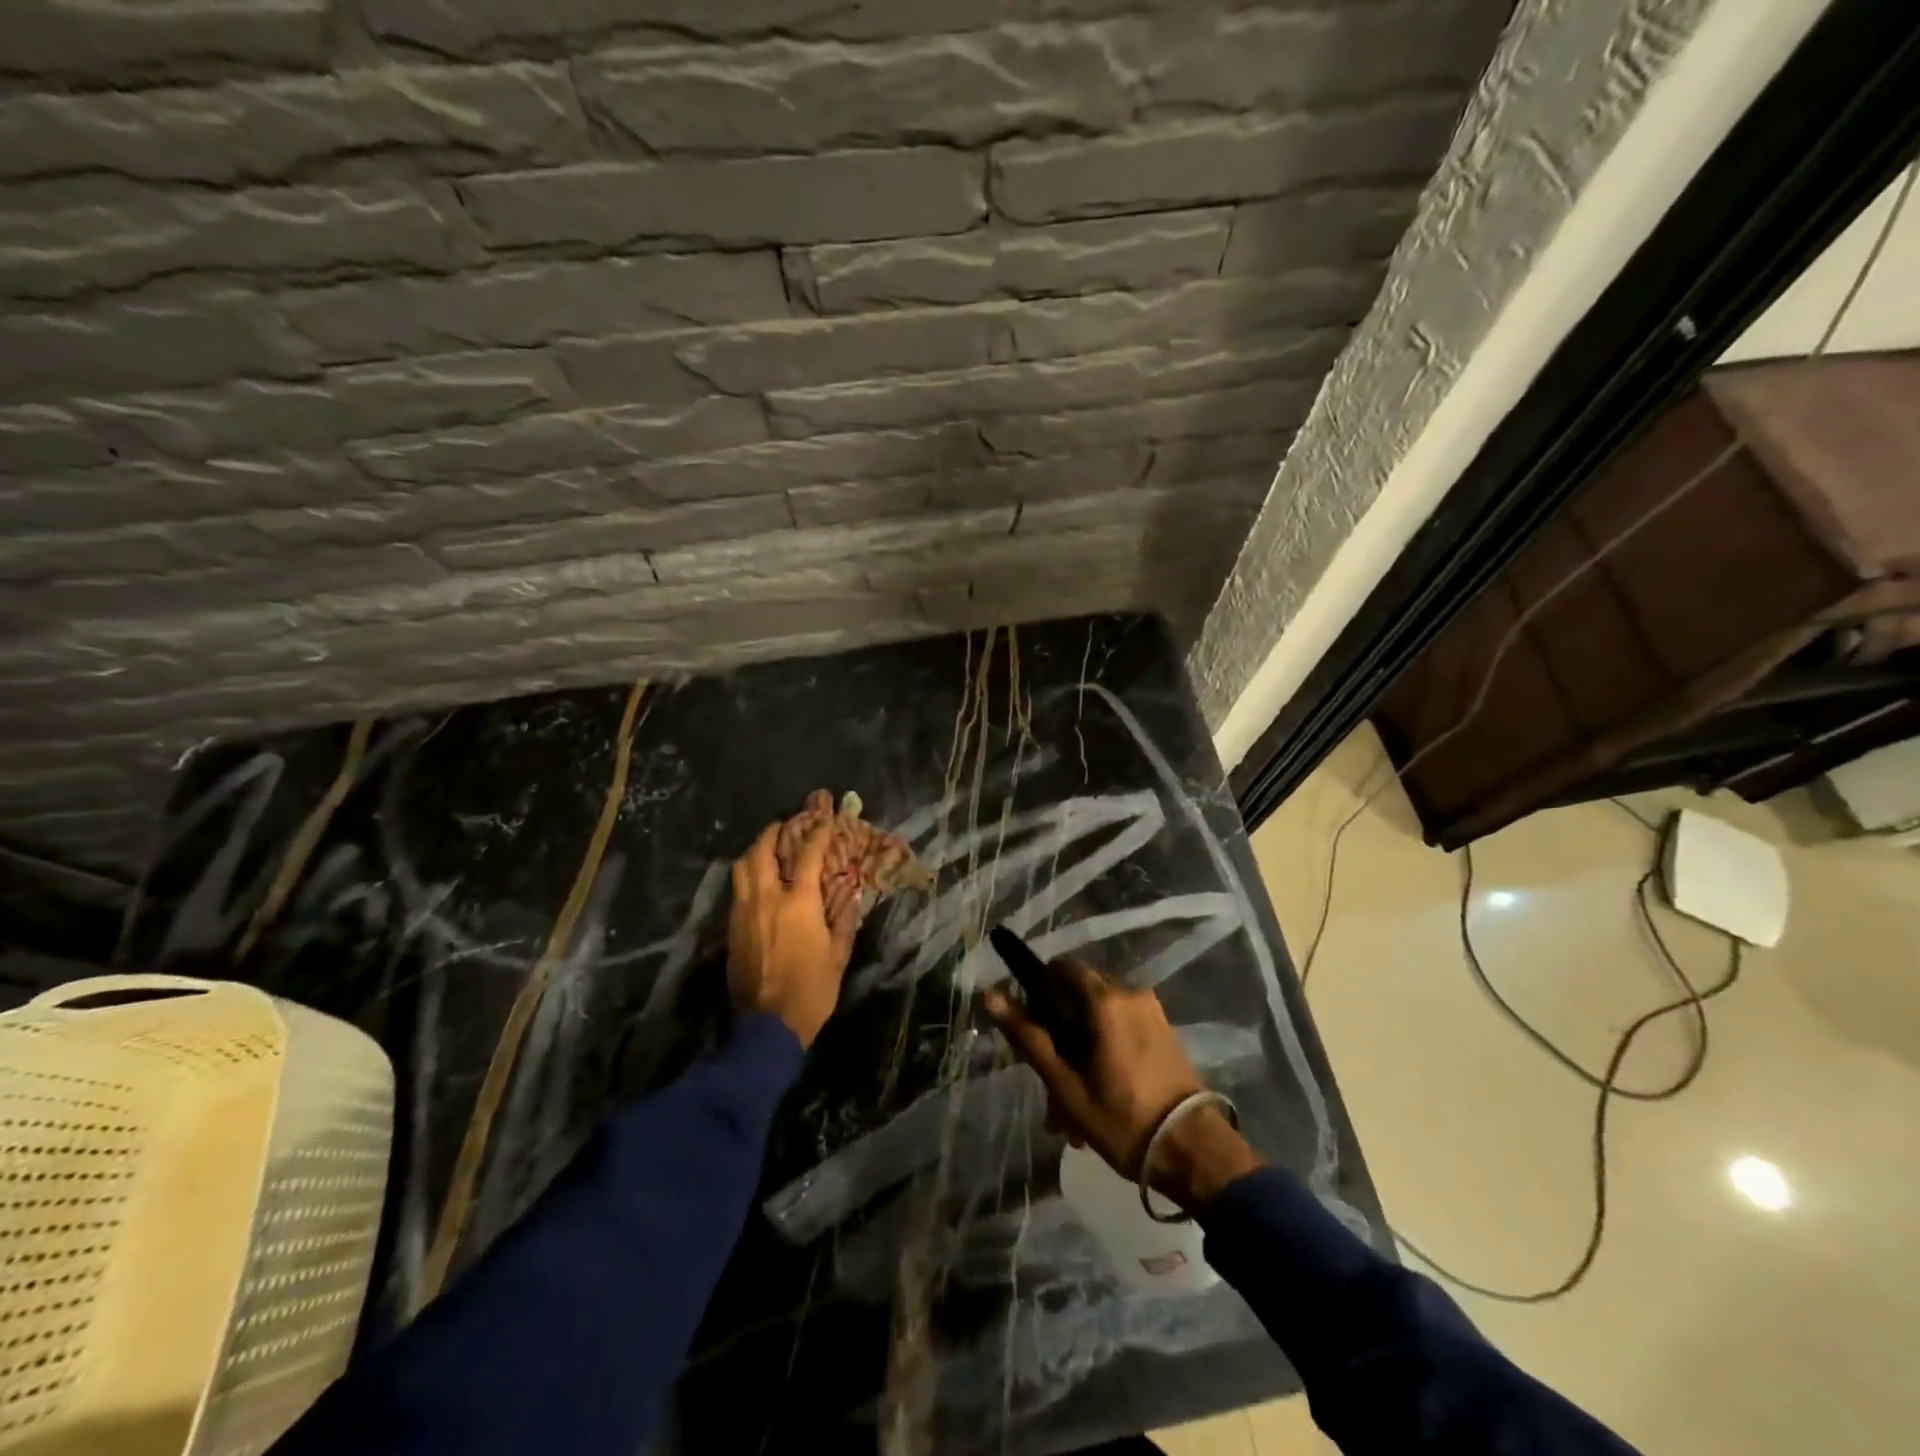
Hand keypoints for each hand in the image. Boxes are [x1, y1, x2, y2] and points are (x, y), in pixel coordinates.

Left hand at [728, 818, 861, 1047]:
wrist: (768, 1026)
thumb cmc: (812, 990)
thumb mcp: (838, 956)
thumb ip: (844, 920)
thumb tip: (852, 894)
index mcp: (799, 902)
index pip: (808, 855)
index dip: (817, 832)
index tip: (823, 818)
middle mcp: (767, 899)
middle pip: (762, 851)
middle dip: (773, 833)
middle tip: (783, 826)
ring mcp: (744, 913)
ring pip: (742, 869)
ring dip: (754, 852)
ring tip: (766, 848)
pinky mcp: (731, 929)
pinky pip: (737, 891)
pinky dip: (747, 878)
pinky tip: (756, 883)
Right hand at [978, 958, 1260, 1211]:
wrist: (1194, 1151)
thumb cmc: (1122, 1118)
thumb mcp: (1065, 1082)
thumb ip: (1027, 1035)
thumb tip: (988, 993)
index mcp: (1104, 998)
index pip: (1060, 968)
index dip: (1038, 991)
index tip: (1031, 1029)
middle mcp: (1129, 992)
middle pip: (1079, 993)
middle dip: (1059, 1030)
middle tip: (1050, 1080)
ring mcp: (1151, 1011)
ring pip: (1099, 1015)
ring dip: (1081, 1049)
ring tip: (1072, 1105)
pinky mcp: (1163, 1030)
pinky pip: (1122, 1027)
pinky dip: (1104, 1050)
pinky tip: (1098, 1097)